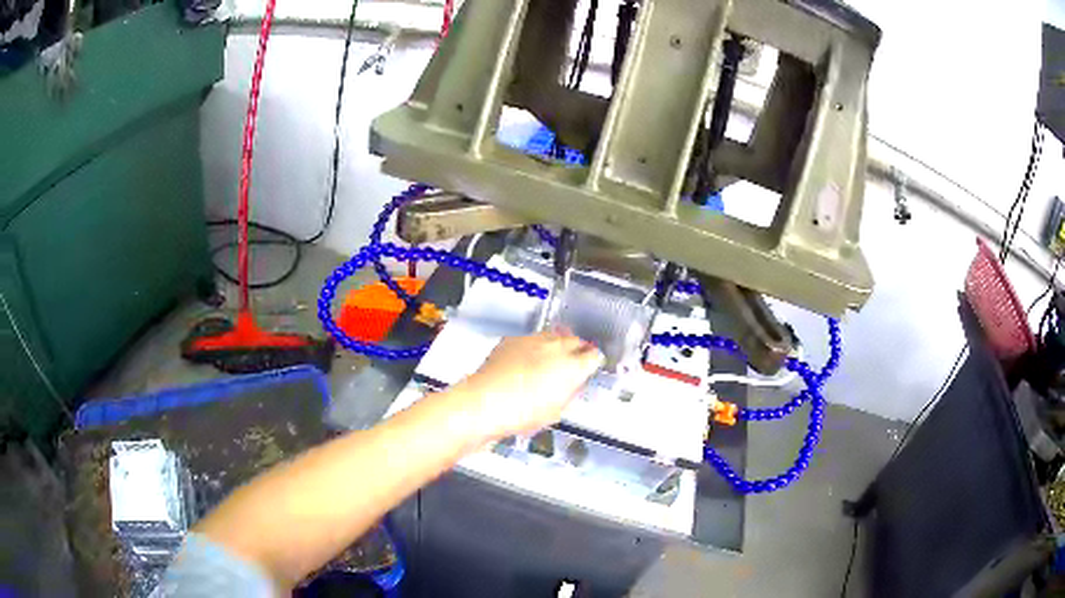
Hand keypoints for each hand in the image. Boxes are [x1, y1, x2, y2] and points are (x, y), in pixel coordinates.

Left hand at [445, 329, 604, 442]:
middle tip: (574, 364)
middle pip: (576, 341)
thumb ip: (569, 393)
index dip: (593, 363)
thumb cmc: (519, 414)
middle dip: (578, 351)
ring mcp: (533, 340)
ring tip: (551, 361)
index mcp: (572, 367)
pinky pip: (531, 339)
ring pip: (554, 336)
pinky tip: (527, 361)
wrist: (483, 404)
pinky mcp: (513, 340)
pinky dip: (534, 347)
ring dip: (557, 346)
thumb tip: (573, 385)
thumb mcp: (555, 412)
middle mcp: (556, 348)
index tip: (590, 368)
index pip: (594, 356)